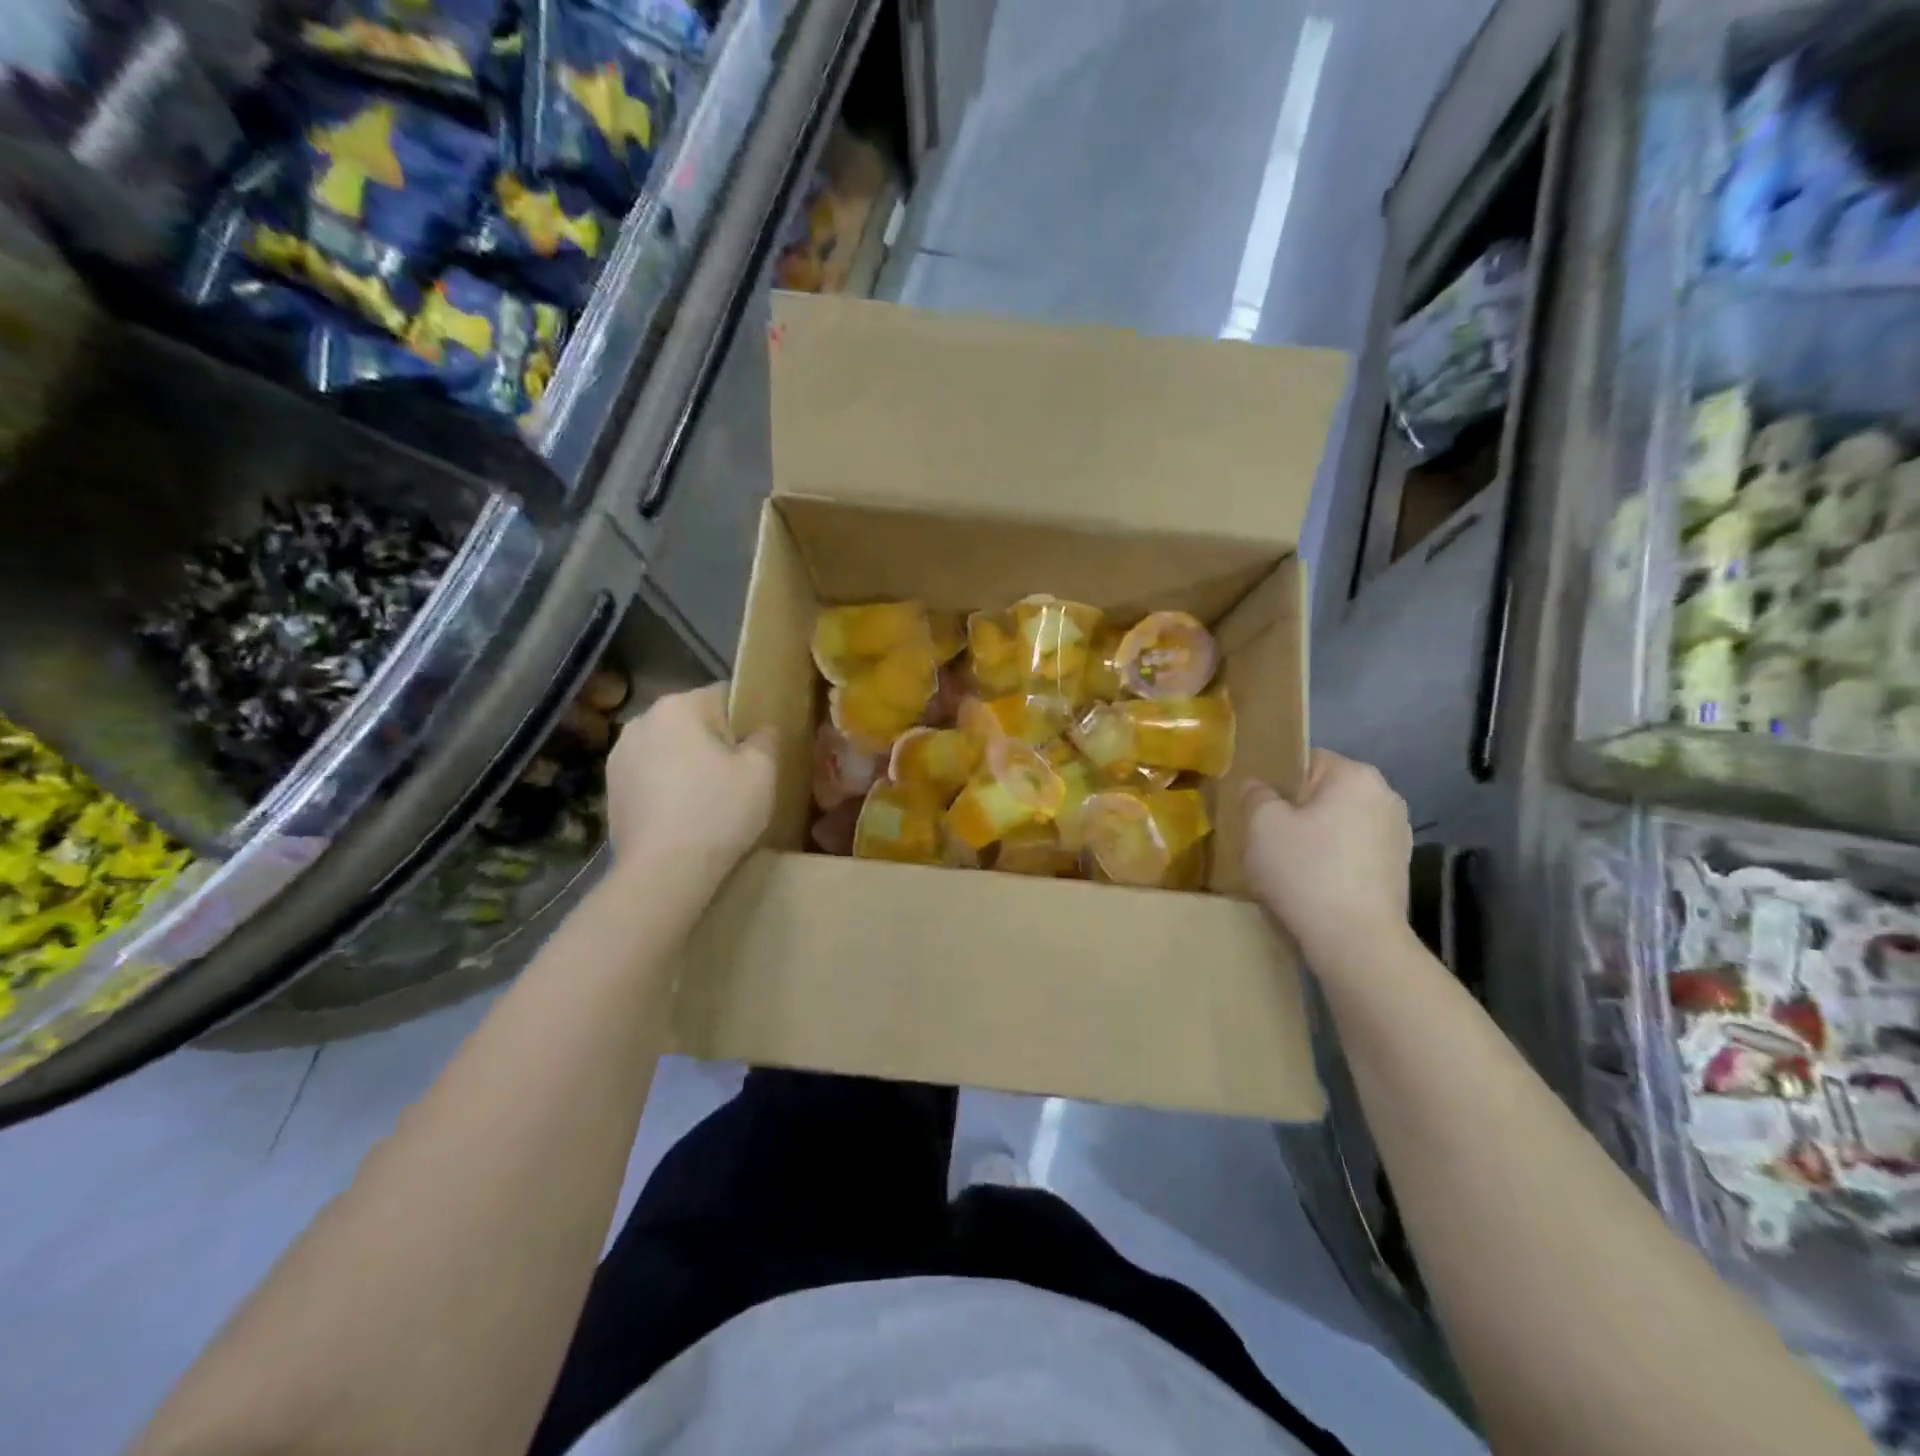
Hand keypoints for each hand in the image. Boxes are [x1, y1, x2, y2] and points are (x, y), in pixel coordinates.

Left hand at [604, 684, 775, 885]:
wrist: (663, 872)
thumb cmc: (718, 812)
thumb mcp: (762, 772)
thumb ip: (766, 739)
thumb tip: (761, 730)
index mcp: (679, 707)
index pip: (723, 695)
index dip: (745, 721)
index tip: (755, 752)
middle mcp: (642, 720)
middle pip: (692, 721)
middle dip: (713, 742)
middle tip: (735, 779)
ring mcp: (619, 755)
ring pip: (668, 748)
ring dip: (687, 764)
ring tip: (706, 801)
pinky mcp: (610, 788)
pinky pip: (650, 775)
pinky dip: (666, 787)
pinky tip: (681, 816)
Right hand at [1241, 750, 1411, 962]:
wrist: (1356, 941)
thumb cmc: (1306, 871)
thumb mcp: (1261, 825)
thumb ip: (1256, 795)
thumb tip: (1260, 788)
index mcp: (1356, 775)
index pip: (1305, 760)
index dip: (1276, 782)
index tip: (1257, 811)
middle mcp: (1386, 796)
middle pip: (1324, 793)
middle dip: (1297, 811)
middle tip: (1267, 840)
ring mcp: (1398, 835)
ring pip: (1339, 824)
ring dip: (1315, 838)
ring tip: (1290, 867)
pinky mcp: (1399, 870)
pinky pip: (1353, 852)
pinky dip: (1333, 861)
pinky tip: (1314, 886)